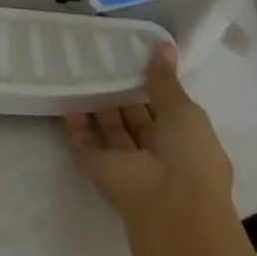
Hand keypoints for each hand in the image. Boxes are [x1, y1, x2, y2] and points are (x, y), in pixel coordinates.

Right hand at [64, 43, 236, 238]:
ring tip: (80, 68)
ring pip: (108, 129)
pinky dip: (75, 124)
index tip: (131, 55)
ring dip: (97, 104)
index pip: (163, 108)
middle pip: (133, 118)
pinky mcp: (98, 170)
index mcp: (183, 141)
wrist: (171, 209)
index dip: (149, 84)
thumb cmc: (189, 156)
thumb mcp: (184, 111)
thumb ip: (166, 80)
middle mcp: (154, 153)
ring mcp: (124, 163)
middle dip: (120, 92)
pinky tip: (66, 95)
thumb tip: (164, 46)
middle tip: (100, 56)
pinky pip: (83, 143)